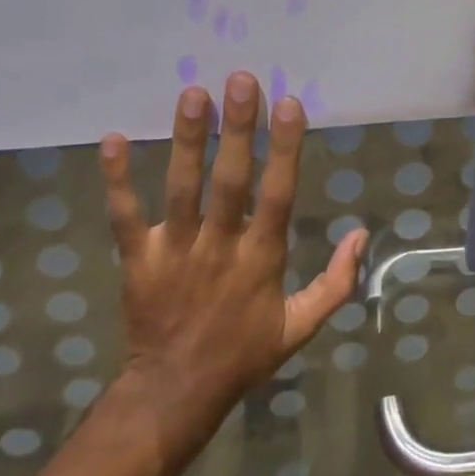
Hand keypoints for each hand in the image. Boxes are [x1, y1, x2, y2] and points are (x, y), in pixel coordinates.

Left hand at [98, 73, 366, 448]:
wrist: (173, 395)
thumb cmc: (243, 354)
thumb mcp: (300, 327)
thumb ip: (336, 282)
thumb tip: (362, 234)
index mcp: (261, 259)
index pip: (278, 195)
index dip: (284, 149)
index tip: (289, 104)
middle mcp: (219, 248)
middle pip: (230, 181)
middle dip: (237, 129)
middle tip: (240, 80)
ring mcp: (175, 252)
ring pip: (182, 189)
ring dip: (187, 141)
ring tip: (192, 93)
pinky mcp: (137, 261)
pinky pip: (124, 216)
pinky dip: (118, 180)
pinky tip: (112, 139)